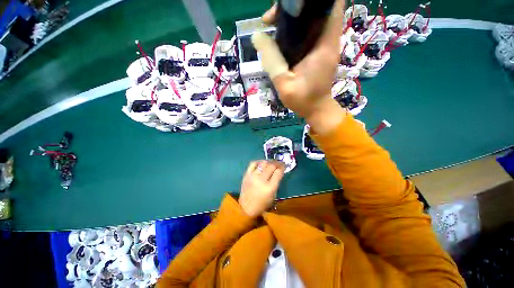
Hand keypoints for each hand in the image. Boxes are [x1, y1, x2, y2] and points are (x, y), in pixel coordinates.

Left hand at [239, 161, 284, 217]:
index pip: (278, 172)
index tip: (284, 166)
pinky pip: (253, 163)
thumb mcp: (273, 195)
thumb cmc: (262, 204)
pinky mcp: (247, 174)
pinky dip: (259, 162)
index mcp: (270, 187)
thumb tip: (278, 171)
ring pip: (263, 163)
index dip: (282, 168)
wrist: (246, 207)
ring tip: (272, 163)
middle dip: (277, 163)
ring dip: (269, 162)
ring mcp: (253, 176)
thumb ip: (276, 182)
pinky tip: (262, 163)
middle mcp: (261, 180)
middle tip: (279, 163)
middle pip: (271, 166)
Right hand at [251, 0, 344, 118]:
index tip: (290, 4)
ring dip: (294, 16)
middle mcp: (328, 40)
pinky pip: (309, 31)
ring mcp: (325, 45)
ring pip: (313, 18)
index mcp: (324, 45)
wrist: (316, 109)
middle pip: (319, 8)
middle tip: (273, 17)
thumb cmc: (303, 100)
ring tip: (272, 25)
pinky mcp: (319, 51)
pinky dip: (296, 28)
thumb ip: (272, 61)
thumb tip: (257, 36)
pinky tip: (281, 37)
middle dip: (297, 6)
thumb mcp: (284, 84)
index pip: (332, 5)